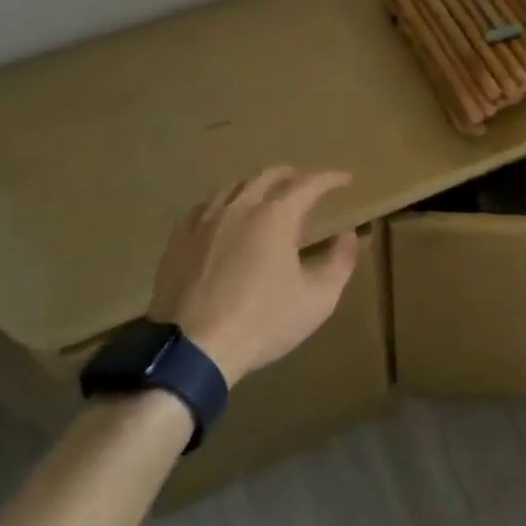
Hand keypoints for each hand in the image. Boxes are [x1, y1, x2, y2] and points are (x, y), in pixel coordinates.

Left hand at [150, 167, 361, 386]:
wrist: (192, 350)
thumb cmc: (261, 322)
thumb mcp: (317, 299)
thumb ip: (340, 262)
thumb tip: (347, 235)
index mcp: (276, 216)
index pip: (309, 184)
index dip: (331, 179)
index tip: (346, 179)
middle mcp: (240, 207)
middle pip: (268, 176)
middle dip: (292, 175)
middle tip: (306, 182)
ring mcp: (205, 221)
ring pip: (234, 187)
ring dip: (257, 186)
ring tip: (266, 196)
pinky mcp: (178, 240)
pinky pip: (205, 207)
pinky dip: (224, 203)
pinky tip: (223, 216)